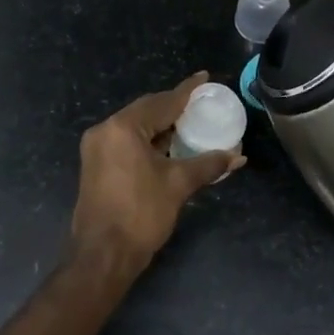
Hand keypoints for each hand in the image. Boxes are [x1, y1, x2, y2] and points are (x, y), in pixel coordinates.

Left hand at [69, 72, 244, 275]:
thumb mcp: (179, 184)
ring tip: (190, 123)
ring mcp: (97, 149)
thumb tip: (238, 156)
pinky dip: (149, 141)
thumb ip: (208, 164)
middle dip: (174, 107)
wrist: (103, 256)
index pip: (162, 102)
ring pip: (136, 127)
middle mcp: (105, 131)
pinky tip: (169, 146)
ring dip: (162, 126)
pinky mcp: (96, 166)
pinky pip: (127, 142)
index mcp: (123, 128)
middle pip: (146, 111)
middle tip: (201, 103)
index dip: (187, 90)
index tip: (205, 77)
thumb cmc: (141, 214)